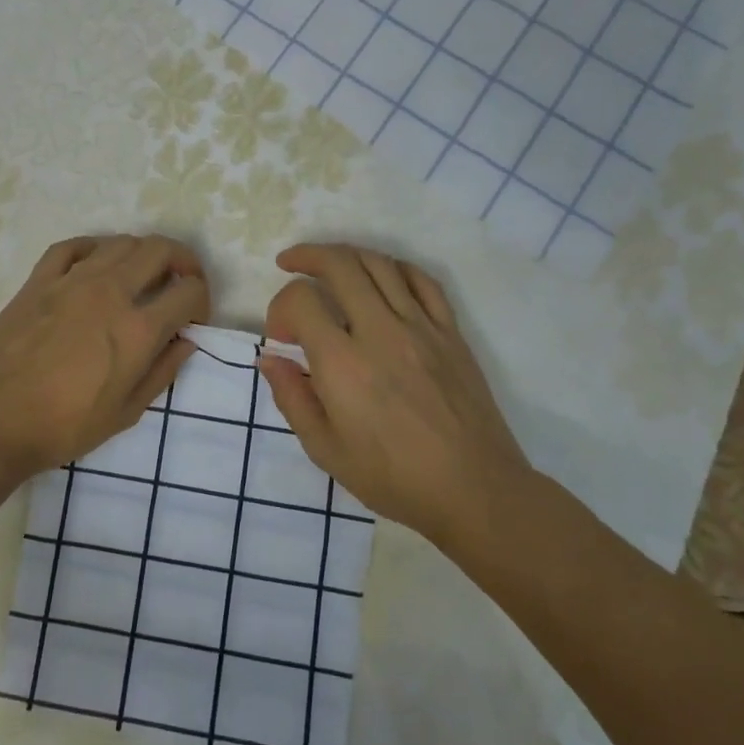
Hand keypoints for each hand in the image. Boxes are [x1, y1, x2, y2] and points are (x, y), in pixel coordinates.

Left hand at [0, 234, 209, 480]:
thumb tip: (186, 341)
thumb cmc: (63, 427)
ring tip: (140, 278)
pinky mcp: (39, 280)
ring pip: (121, 242)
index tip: (193, 319)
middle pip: (161, 250)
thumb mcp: (126, 413)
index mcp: (138, 328)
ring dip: (142, 255)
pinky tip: (96, 264)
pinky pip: (73, 246)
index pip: (189, 291)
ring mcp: (72, 280)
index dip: (201, 301)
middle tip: (179, 285)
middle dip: (182, 262)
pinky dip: (94, 248)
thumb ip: (162, 372)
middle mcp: (111, 291)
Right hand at [258, 243, 533, 543]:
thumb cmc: (393, 478)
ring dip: (346, 254)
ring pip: (380, 263)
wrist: (474, 490)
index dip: (280, 307)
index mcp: (342, 364)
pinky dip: (395, 267)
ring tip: (329, 264)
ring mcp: (421, 327)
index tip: (282, 336)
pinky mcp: (451, 332)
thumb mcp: (325, 450)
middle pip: (339, 264)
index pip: (301, 300)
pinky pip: (422, 281)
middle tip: (290, 264)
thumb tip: (269, 359)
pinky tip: (382, 276)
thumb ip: (291, 398)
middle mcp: (380, 332)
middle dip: (306, 256)